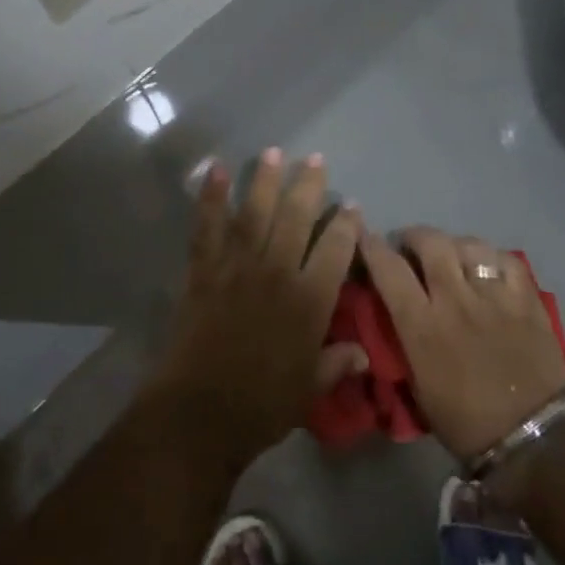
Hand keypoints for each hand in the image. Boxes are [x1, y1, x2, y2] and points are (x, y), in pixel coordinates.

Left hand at [153, 150, 367, 469]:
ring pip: (256, 213)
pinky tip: (216, 171)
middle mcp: (277, 273)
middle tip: (315, 160)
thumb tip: (363, 353)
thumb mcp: (309, 389)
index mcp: (309, 301)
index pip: (335, 251)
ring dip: (265, 181)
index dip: (345, 225)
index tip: (351, 205)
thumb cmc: (262, 405)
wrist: (200, 412)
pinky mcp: (204, 270)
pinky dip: (211, 198)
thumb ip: (336, 363)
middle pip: (296, 219)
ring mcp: (238, 267)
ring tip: (274, 152)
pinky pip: (208, 227)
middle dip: (308, 186)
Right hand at [361, 226, 564, 460]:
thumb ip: (404, 340)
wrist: (531, 440)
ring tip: (453, 256)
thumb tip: (393, 311)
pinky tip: (488, 268)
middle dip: (414, 237)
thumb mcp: (417, 385)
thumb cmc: (465, 422)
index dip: (372, 247)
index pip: (388, 269)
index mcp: (422, 325)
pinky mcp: (527, 299)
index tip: (366, 239)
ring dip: (453, 246)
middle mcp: (455, 300)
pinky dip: (492, 258)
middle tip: (411, 247)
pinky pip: (506, 260)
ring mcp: (494, 296)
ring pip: (468, 245)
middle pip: (430, 242)